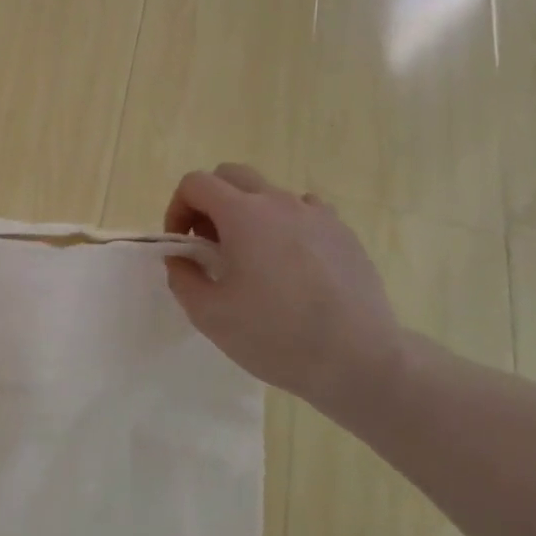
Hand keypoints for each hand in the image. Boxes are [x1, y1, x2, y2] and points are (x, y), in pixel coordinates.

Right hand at [164, 165, 403, 408]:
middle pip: (231, 176)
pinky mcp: (343, 233)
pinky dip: (284, 226)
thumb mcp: (209, 314)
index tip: (183, 245)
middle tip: (210, 245)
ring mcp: (317, 214)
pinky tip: (290, 265)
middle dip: (209, 202)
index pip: (195, 183)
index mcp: (243, 215)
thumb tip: (180, 257)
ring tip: (252, 260)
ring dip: (247, 215)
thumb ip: (182, 276)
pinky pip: (303, 213)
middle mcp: (280, 202)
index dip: (177, 208)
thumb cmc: (275, 335)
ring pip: (269, 194)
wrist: (358, 360)